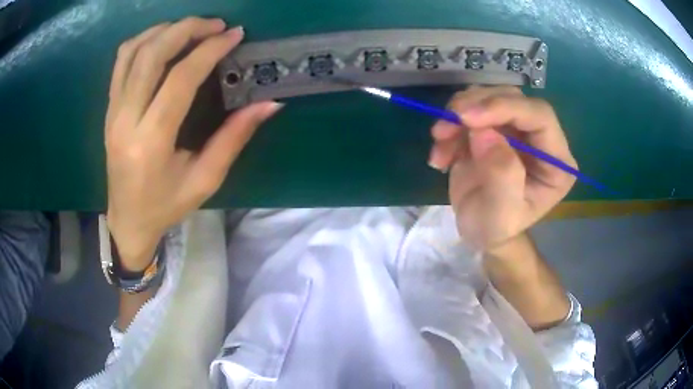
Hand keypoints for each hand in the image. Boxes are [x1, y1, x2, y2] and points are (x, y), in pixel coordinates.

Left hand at [105, 18, 281, 269]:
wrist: (127, 220)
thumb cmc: (166, 206)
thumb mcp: (206, 179)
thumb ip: (234, 138)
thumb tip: (269, 104)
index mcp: (151, 142)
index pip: (180, 79)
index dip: (209, 50)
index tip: (234, 35)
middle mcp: (126, 120)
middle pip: (152, 54)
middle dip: (187, 29)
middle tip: (215, 25)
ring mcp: (113, 112)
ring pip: (133, 51)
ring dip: (165, 30)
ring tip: (191, 28)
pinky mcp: (109, 108)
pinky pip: (121, 62)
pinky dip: (143, 40)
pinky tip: (163, 40)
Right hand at [429, 86, 576, 249]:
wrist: (479, 230)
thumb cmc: (495, 229)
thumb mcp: (501, 214)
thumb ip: (502, 175)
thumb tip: (484, 132)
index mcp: (557, 161)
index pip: (540, 116)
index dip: (505, 108)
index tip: (467, 117)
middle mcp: (541, 138)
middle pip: (513, 99)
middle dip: (476, 106)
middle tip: (445, 125)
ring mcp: (517, 129)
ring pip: (489, 97)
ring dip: (458, 114)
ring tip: (440, 141)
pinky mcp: (494, 127)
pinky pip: (471, 108)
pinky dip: (451, 124)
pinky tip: (442, 152)